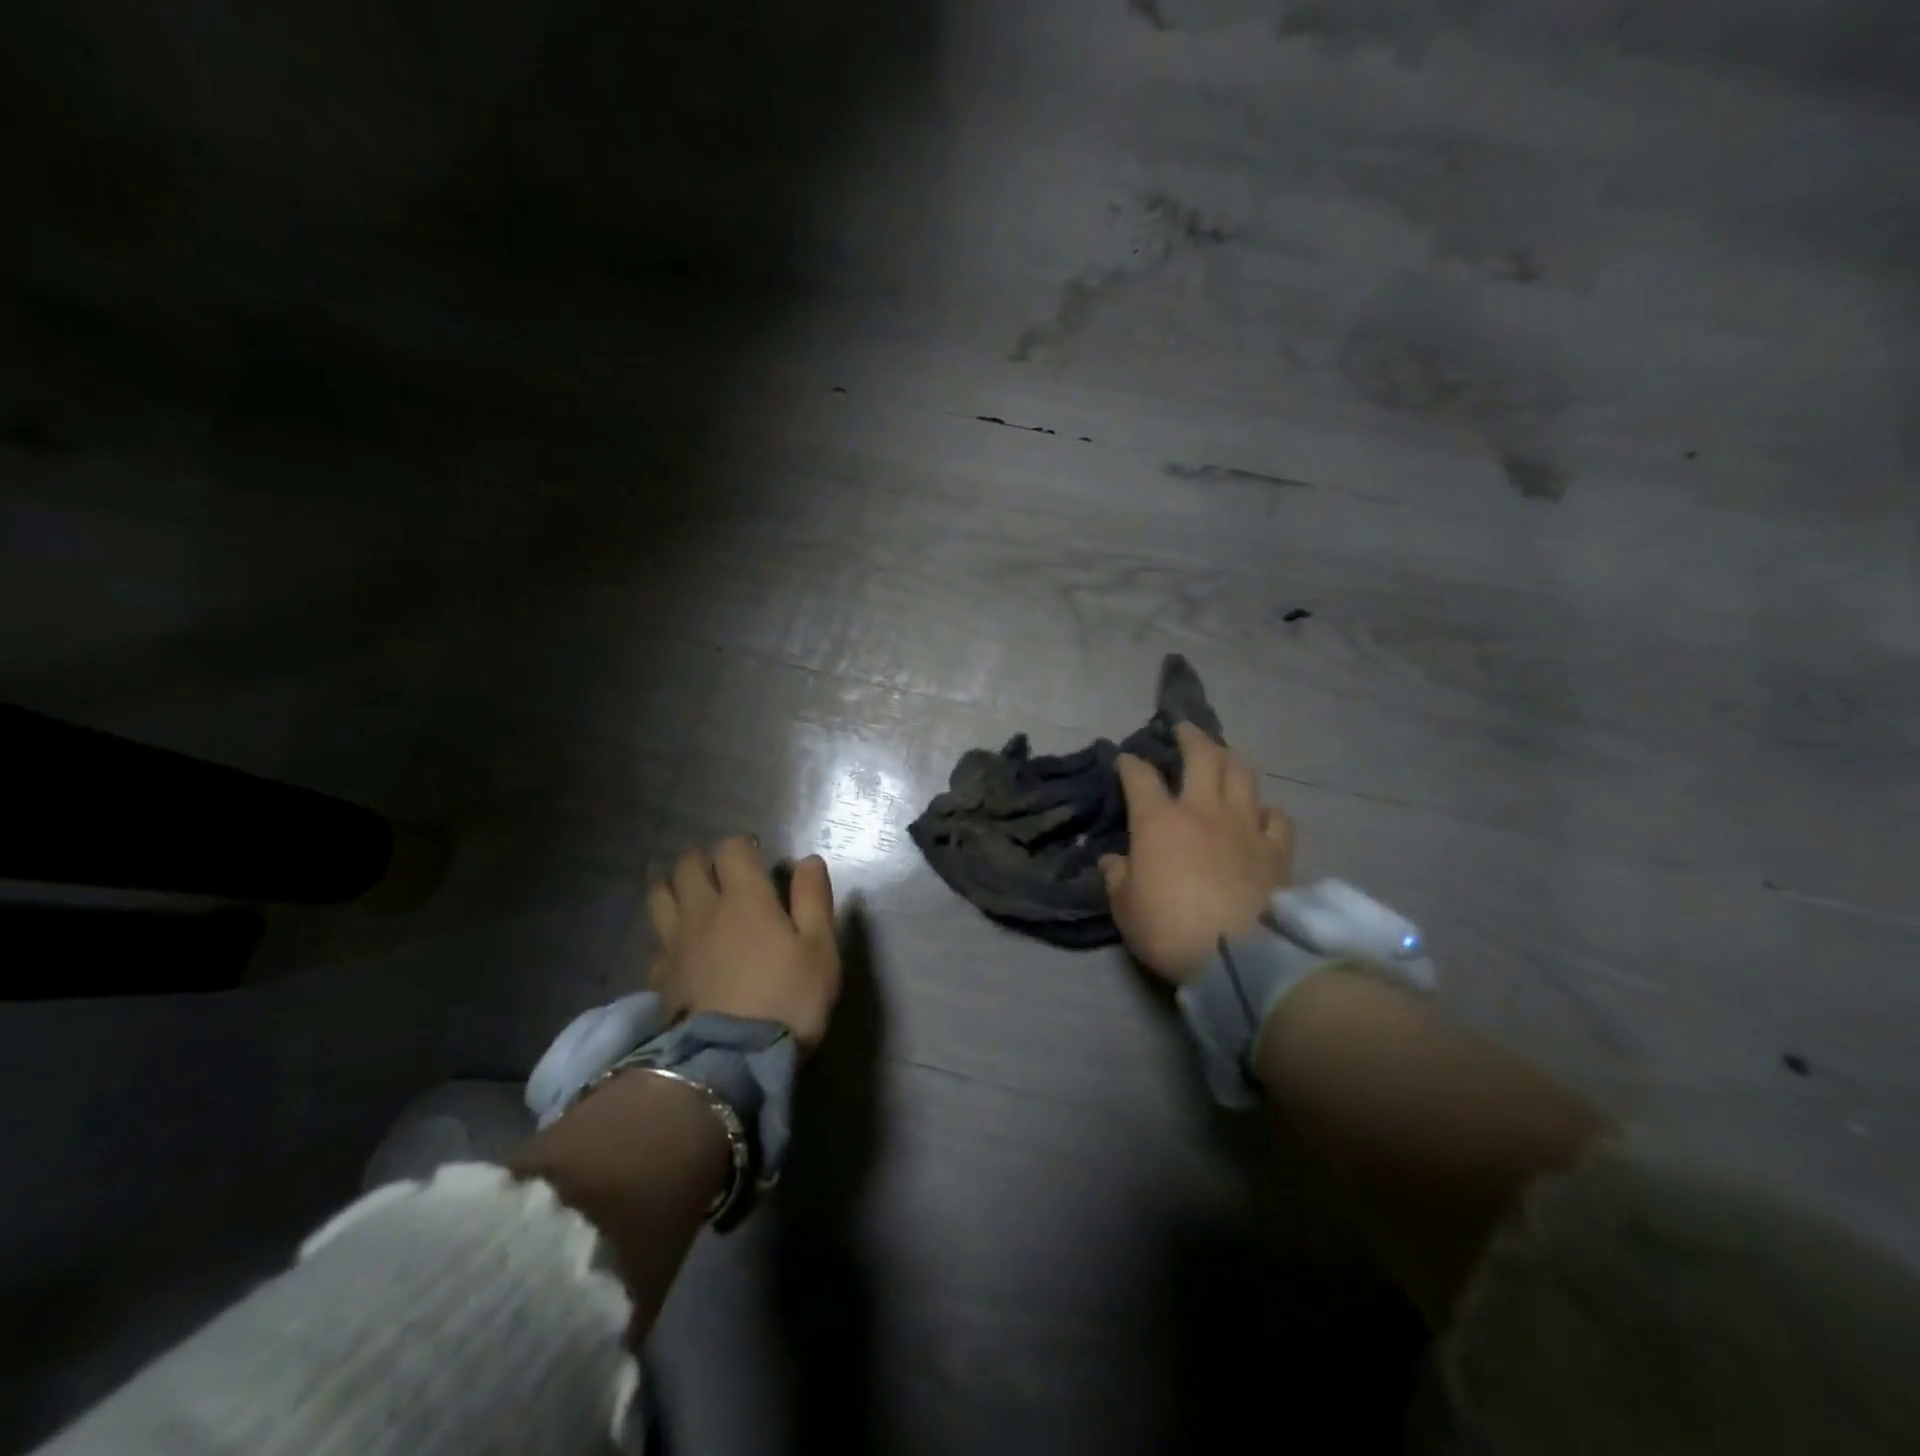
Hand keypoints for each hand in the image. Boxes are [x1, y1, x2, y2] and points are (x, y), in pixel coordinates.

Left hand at [646, 838, 840, 1050]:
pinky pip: (656, 941)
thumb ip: (813, 899)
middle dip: (704, 858)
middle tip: (723, 870)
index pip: (731, 849)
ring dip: (673, 885)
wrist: (732, 1063)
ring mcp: (675, 944)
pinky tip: (679, 946)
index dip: (743, 845)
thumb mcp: (820, 949)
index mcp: (745, 897)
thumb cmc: (788, 999)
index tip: (758, 855)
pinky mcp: (660, 977)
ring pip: (660, 895)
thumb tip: (806, 860)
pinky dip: (666, 933)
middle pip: (688, 865)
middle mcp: (703, 910)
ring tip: (690, 895)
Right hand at [1100, 723, 1294, 983]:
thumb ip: (1117, 878)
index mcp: (1160, 822)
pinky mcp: (1278, 851)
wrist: (1241, 958)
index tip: (1124, 759)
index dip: (1129, 764)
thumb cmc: (1171, 929)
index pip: (1140, 777)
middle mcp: (1204, 811)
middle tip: (1183, 729)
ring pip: (1242, 775)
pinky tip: (1260, 813)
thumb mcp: (1125, 908)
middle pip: (1202, 757)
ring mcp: (1246, 827)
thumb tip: (1113, 860)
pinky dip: (1266, 809)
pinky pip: (1276, 817)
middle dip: (1190, 737)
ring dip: (1230, 758)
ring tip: (1223, 755)